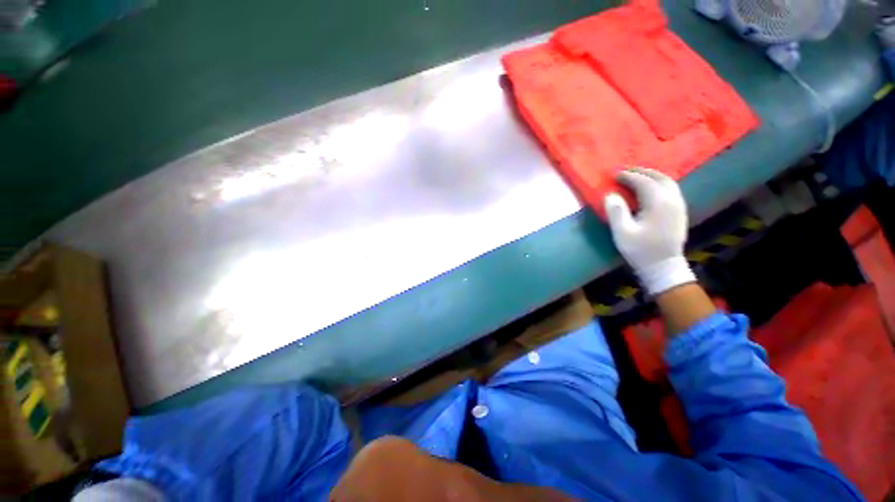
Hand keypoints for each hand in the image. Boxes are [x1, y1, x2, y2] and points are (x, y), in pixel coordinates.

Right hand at [603, 167, 695, 295]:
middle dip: (642, 172)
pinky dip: (660, 184)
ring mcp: (679, 206)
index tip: (614, 175)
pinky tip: (651, 189)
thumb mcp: (623, 233)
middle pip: (660, 178)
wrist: (663, 267)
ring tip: (637, 177)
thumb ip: (616, 212)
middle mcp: (672, 200)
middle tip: (626, 171)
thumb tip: (610, 195)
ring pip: (668, 183)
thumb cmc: (641, 250)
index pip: (644, 182)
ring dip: (652, 176)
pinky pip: (672, 190)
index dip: (628, 176)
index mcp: (659, 204)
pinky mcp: (680, 212)